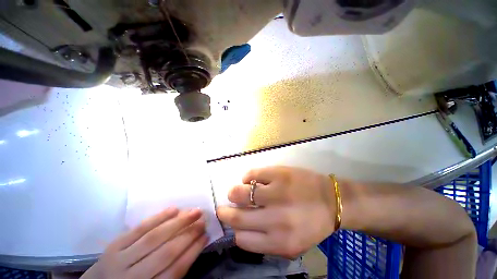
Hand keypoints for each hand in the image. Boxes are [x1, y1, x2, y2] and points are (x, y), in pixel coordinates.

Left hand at [82, 208, 206, 278]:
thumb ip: (171, 273)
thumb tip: (193, 248)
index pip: (175, 270)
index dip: (193, 251)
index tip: (206, 236)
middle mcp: (132, 277)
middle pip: (166, 252)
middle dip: (188, 233)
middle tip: (203, 220)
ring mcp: (120, 259)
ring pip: (153, 237)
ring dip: (177, 222)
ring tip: (194, 211)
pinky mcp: (113, 246)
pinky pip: (138, 229)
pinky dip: (157, 218)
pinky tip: (173, 209)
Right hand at [217, 166, 335, 257]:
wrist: (332, 200)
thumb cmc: (312, 223)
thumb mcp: (292, 243)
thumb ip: (266, 241)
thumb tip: (241, 229)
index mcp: (280, 242)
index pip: (242, 239)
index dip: (235, 231)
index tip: (235, 224)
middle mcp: (276, 219)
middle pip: (237, 217)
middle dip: (225, 212)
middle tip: (223, 208)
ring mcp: (277, 193)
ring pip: (240, 193)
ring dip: (234, 192)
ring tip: (235, 192)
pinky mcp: (278, 174)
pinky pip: (252, 174)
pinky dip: (247, 177)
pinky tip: (250, 180)